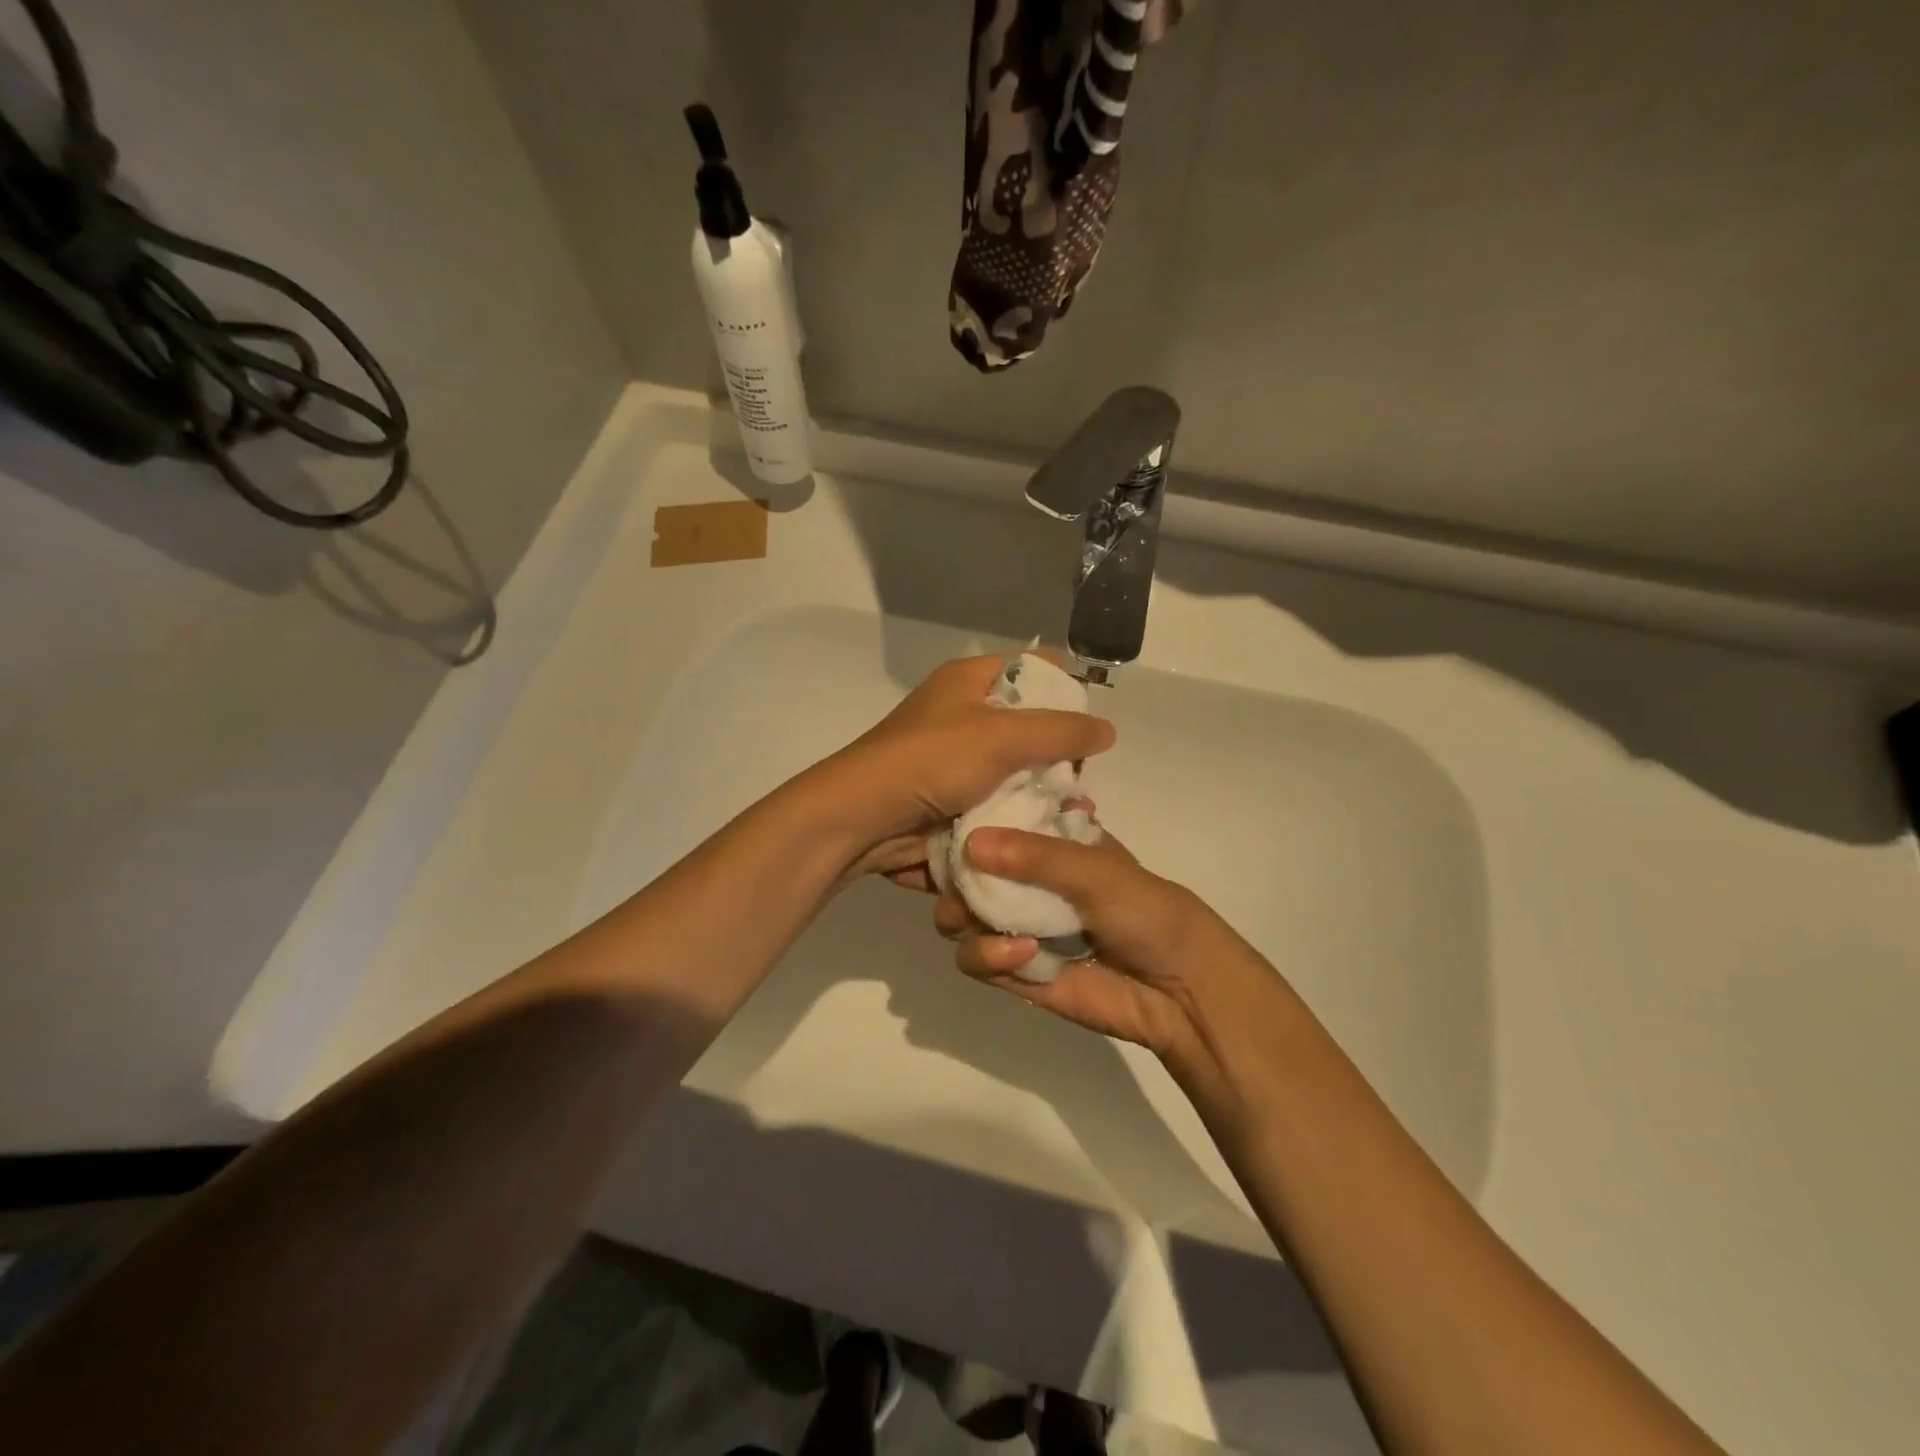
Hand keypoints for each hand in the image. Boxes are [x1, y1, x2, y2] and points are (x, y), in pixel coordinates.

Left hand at [810, 654, 1114, 883]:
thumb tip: (1108, 729)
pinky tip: (1041, 832)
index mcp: (969, 681)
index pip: (1031, 669)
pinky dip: (1016, 815)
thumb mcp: (1004, 736)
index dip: (1065, 689)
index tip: (1089, 724)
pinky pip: (995, 801)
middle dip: (1058, 753)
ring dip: (1040, 791)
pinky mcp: (949, 799)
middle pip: (1027, 724)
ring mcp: (954, 760)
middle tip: (1081, 780)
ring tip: (1072, 813)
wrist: (862, 820)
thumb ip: (1062, 731)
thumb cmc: (931, 760)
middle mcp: (962, 714)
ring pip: (1014, 769)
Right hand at [934, 826, 1251, 1065]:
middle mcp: (1028, 882)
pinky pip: (976, 960)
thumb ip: (1036, 857)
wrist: (1180, 991)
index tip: (945, 829)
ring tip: (979, 922)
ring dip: (964, 919)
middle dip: (953, 880)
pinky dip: (987, 956)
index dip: (967, 827)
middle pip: (967, 873)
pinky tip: (1021, 955)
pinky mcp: (1016, 971)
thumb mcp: (1097, 871)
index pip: (995, 826)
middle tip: (953, 885)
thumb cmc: (1146, 912)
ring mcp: (1019, 926)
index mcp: (1050, 845)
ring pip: (961, 918)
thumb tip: (969, 843)